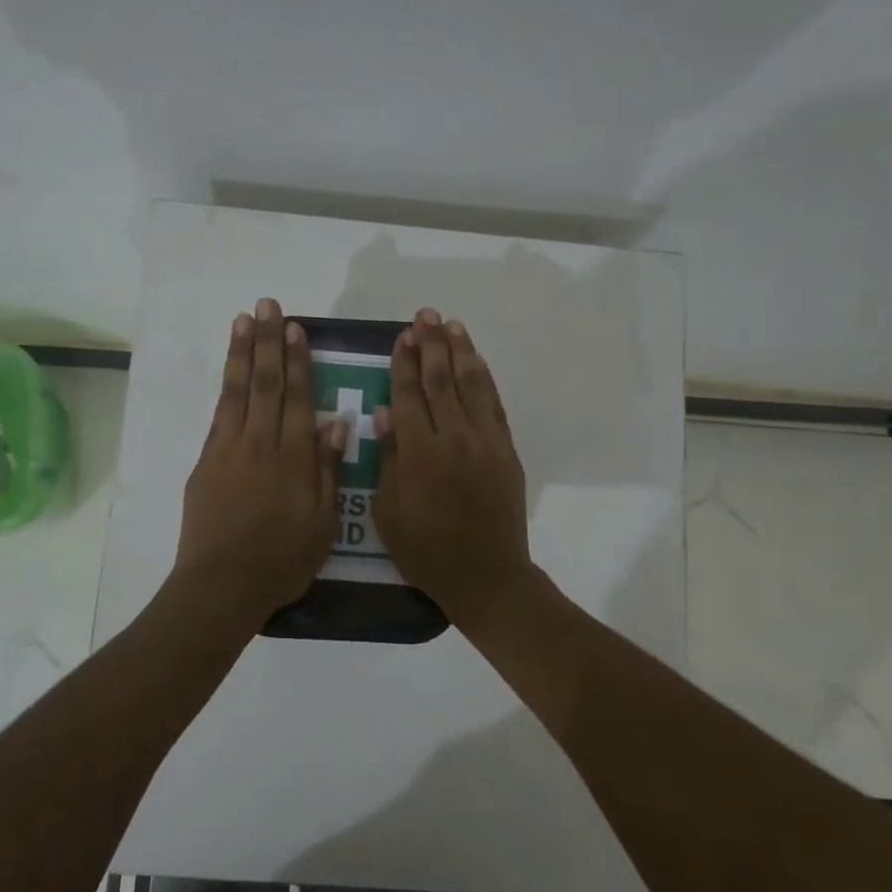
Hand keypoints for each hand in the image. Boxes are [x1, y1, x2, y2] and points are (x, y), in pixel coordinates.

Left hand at [175, 298, 347, 624]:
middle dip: (268, 341)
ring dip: (242, 352)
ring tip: (244, 319)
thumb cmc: (282, 559)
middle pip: (266, 383)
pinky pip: (219, 414)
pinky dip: (225, 386)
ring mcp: (229, 449)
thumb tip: (336, 422)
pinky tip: (230, 369)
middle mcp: (261, 443)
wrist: (223, 584)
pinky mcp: (206, 461)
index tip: (296, 329)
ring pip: (238, 391)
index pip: (297, 397)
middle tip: (269, 305)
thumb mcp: (322, 522)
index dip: (297, 361)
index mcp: (294, 458)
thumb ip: (328, 469)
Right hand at [372, 308, 535, 628]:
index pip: (409, 395)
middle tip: (425, 316)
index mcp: (420, 453)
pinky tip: (476, 362)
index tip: (401, 336)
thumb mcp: (389, 514)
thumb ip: (388, 460)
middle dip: (431, 344)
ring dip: (461, 352)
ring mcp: (486, 442)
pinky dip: (484, 379)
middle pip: (441, 380)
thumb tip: (384, 412)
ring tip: (452, 325)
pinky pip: (495, 405)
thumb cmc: (426, 551)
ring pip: (472, 385)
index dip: (403, 363)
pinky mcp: (506, 451)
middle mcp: (454, 437)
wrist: (486, 575)